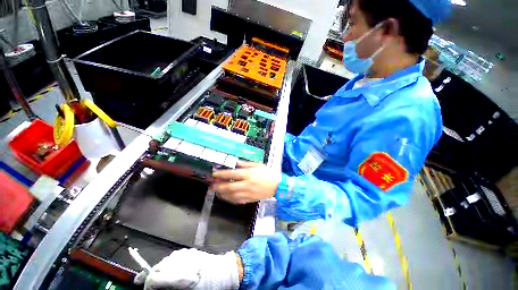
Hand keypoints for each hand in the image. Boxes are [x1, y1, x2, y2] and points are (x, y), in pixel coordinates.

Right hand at [134, 248, 240, 289]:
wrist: (223, 272)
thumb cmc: (207, 286)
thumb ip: (168, 288)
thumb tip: (155, 288)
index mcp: (178, 274)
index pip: (153, 278)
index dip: (147, 285)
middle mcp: (179, 261)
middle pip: (157, 268)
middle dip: (151, 277)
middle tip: (149, 286)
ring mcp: (184, 254)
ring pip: (164, 261)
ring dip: (159, 270)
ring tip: (160, 279)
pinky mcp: (189, 251)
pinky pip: (173, 257)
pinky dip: (169, 264)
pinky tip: (172, 269)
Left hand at [212, 161, 280, 203]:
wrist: (278, 186)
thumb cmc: (269, 173)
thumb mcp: (258, 165)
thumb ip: (246, 164)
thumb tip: (236, 162)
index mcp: (249, 174)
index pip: (232, 174)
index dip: (221, 174)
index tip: (214, 173)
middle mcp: (247, 184)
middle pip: (229, 186)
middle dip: (218, 186)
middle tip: (211, 185)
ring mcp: (248, 193)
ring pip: (232, 195)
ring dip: (222, 194)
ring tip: (217, 192)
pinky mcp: (251, 199)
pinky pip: (238, 201)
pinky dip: (230, 199)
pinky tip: (226, 197)